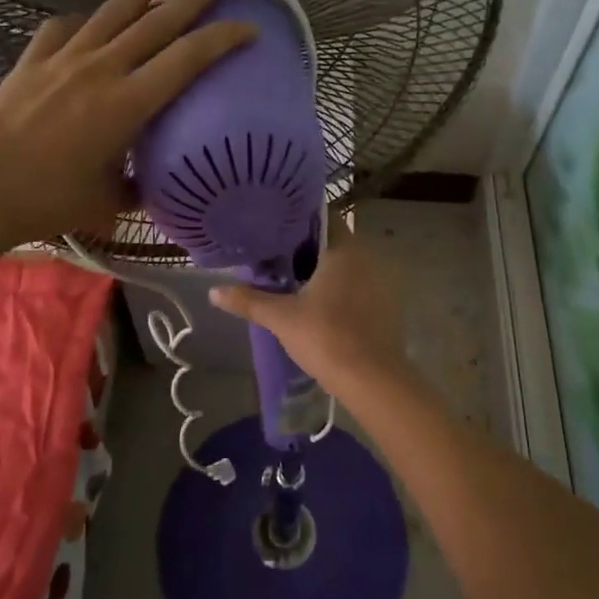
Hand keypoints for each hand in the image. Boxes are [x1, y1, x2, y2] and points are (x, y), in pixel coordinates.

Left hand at [0, 0, 254, 258]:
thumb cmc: (47, 199)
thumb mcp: (106, 201)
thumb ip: (134, 187)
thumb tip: (148, 184)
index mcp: (128, 104)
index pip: (187, 59)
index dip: (222, 39)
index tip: (247, 27)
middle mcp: (101, 69)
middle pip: (156, 22)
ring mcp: (64, 59)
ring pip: (112, 11)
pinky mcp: (32, 60)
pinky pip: (64, 28)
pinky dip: (83, 21)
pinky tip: (87, 19)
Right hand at [208, 230, 412, 400]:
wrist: (373, 380)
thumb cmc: (326, 337)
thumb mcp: (281, 318)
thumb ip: (248, 300)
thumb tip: (213, 291)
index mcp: (344, 250)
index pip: (323, 218)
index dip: (299, 220)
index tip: (275, 227)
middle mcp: (366, 259)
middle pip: (333, 242)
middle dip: (306, 249)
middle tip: (275, 256)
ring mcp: (379, 284)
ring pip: (346, 267)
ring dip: (322, 271)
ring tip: (291, 280)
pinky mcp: (384, 307)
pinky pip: (357, 287)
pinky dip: (338, 290)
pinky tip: (317, 306)